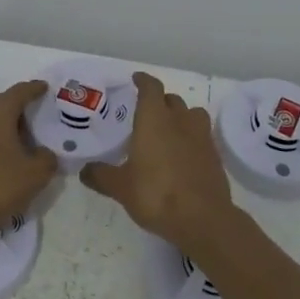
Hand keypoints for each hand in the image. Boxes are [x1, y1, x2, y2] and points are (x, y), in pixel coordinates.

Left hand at [0, 80, 58, 241]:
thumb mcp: (35, 174)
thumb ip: (47, 158)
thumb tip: (43, 153)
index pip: (20, 91)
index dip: (35, 88)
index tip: (45, 87)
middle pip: (3, 104)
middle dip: (21, 108)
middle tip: (38, 116)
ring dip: (7, 125)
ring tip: (23, 139)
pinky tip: (4, 155)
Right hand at [79, 72, 233, 248]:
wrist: (203, 219)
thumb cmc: (156, 194)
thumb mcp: (121, 187)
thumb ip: (101, 176)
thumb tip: (84, 170)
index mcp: (155, 119)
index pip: (151, 88)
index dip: (143, 81)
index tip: (136, 80)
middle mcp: (180, 120)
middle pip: (172, 99)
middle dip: (160, 101)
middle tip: (146, 113)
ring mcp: (201, 137)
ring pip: (192, 114)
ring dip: (181, 117)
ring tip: (168, 131)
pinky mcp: (215, 155)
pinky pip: (202, 136)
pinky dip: (192, 139)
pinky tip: (182, 155)